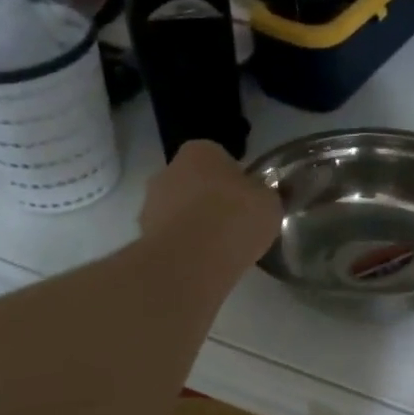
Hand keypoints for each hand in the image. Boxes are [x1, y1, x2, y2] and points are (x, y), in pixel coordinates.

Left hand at [139, 141, 280, 266]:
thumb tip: (265, 195)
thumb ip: (265, 195)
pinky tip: (202, 263)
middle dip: (209, 200)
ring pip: (179, 210)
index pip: (219, 158)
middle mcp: (168, 169)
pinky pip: (171, 237)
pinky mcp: (143, 236)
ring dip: (193, 224)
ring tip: (218, 250)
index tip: (247, 201)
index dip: (235, 179)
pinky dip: (183, 246)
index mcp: (199, 151)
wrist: (192, 260)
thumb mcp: (270, 203)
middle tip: (234, 225)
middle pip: (194, 182)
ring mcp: (151, 203)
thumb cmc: (235, 218)